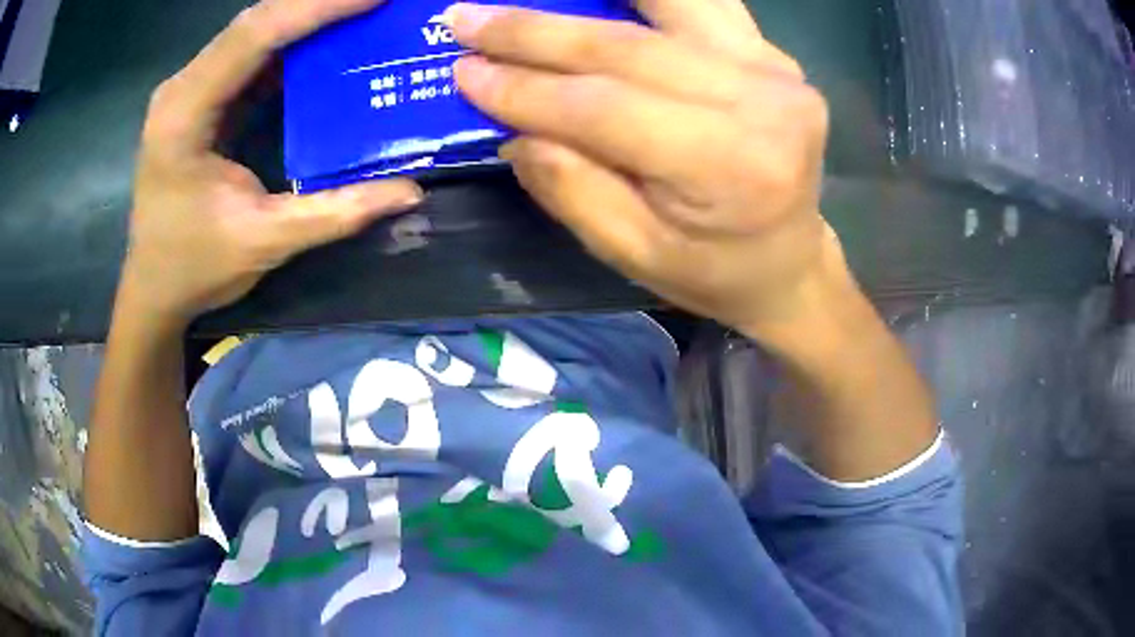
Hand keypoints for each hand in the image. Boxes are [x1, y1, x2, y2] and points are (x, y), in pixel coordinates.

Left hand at [122, 0, 421, 327]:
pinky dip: (291, 42)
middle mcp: (182, 88)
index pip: (256, 35)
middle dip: (318, 3)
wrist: (154, 290)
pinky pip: (250, 55)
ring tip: (359, 13)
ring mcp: (189, 90)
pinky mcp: (200, 99)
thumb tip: (411, 191)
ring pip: (253, 32)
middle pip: (255, 22)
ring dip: (306, 17)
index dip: (318, 6)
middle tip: (376, 1)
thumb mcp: (264, 242)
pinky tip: (327, 41)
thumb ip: (335, 212)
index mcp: (185, 114)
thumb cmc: (194, 268)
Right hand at [448, 0, 843, 339]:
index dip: (527, 88)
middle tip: (466, 19)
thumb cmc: (713, 271)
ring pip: (669, 3)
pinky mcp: (771, 53)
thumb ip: (571, 188)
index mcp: (730, 166)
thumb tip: (514, 125)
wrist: (789, 261)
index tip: (463, 71)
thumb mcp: (634, 254)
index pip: (607, 108)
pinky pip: (700, 1)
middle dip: (536, 32)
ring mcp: (775, 68)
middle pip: (629, 48)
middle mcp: (764, 103)